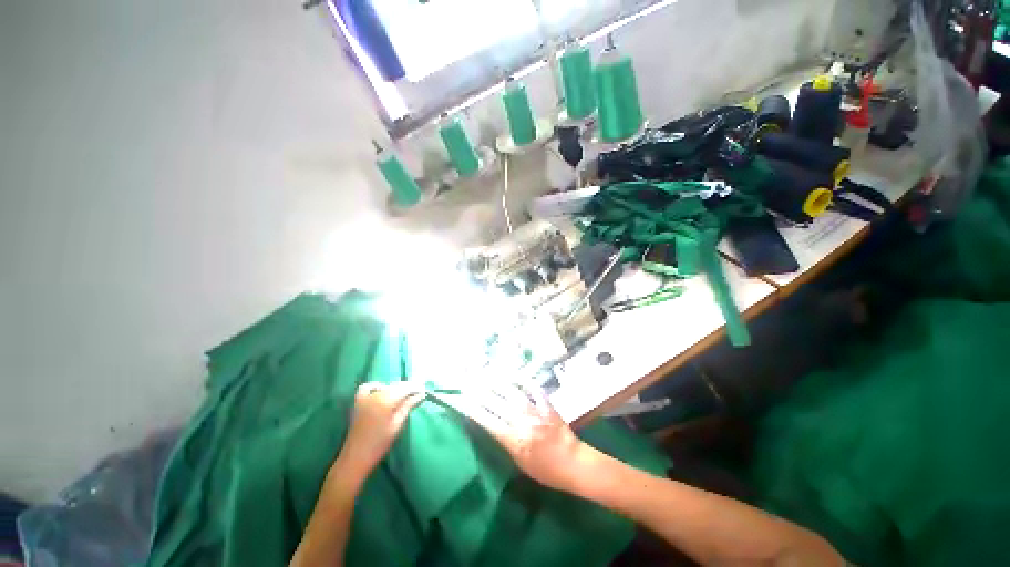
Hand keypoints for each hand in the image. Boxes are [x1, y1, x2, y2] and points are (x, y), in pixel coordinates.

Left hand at [336, 382, 424, 480]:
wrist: (356, 457)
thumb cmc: (380, 443)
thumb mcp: (398, 424)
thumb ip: (408, 406)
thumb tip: (421, 394)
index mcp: (386, 400)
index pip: (405, 388)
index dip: (416, 388)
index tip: (424, 390)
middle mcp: (376, 394)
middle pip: (396, 386)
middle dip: (407, 388)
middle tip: (417, 394)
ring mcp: (365, 397)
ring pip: (385, 386)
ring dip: (395, 388)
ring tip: (402, 396)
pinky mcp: (358, 402)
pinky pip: (368, 387)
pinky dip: (376, 386)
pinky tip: (382, 391)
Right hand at [453, 384, 588, 491]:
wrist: (573, 463)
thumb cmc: (545, 470)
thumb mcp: (520, 463)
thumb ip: (505, 442)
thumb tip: (491, 424)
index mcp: (513, 439)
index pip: (486, 420)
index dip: (472, 409)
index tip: (460, 399)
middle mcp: (522, 421)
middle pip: (496, 403)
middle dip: (479, 391)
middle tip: (468, 381)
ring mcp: (535, 410)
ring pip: (512, 392)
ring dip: (497, 382)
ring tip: (485, 373)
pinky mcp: (546, 404)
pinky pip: (533, 388)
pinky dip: (523, 380)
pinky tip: (514, 373)